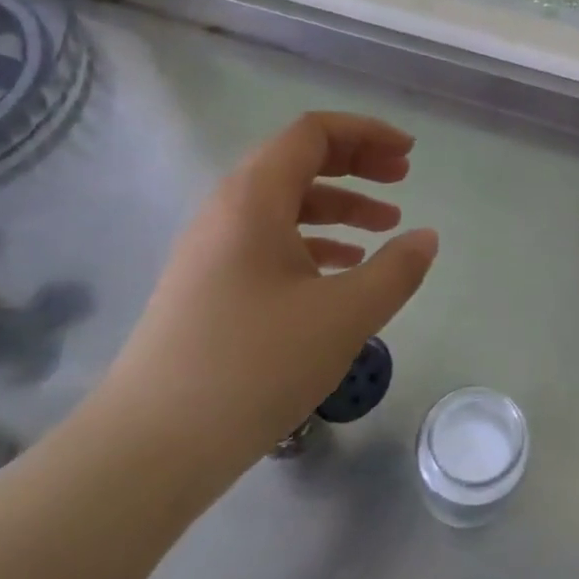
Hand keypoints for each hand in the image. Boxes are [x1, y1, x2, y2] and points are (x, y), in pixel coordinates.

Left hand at [97, 112, 438, 492]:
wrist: (152, 445)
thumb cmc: (254, 364)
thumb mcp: (344, 315)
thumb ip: (396, 270)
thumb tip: (426, 238)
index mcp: (254, 198)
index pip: (313, 133)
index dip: (366, 133)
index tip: (409, 154)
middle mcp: (227, 211)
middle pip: (298, 162)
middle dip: (357, 164)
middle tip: (403, 180)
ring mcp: (212, 250)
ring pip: (285, 205)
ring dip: (339, 206)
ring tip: (385, 227)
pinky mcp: (209, 287)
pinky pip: (269, 242)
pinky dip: (314, 243)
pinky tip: (343, 271)